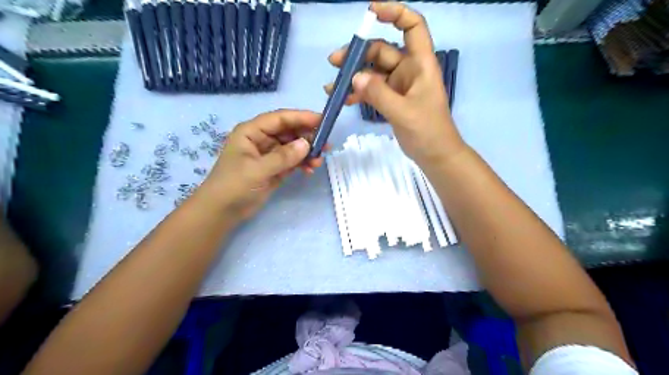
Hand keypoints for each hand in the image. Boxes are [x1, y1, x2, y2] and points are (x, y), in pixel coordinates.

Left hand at [199, 109, 323, 219]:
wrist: (222, 212)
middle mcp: (261, 139)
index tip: (322, 120)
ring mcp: (269, 155)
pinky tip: (310, 170)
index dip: (301, 117)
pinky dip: (302, 164)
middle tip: (326, 145)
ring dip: (307, 152)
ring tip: (319, 162)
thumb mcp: (257, 170)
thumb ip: (283, 157)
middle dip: (307, 137)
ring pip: (293, 147)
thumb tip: (307, 145)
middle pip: (289, 131)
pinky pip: (293, 161)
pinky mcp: (275, 169)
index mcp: (252, 131)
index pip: (280, 118)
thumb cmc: (233, 186)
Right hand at [329, 1, 465, 165]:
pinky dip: (358, 93)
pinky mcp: (391, 100)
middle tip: (334, 62)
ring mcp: (399, 86)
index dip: (395, 13)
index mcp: (420, 64)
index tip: (371, 12)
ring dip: (353, 76)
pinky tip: (343, 99)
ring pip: (373, 72)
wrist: (435, 155)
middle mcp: (409, 70)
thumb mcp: (403, 112)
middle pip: (382, 50)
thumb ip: (379, 94)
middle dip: (358, 54)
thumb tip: (354, 77)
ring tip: (332, 86)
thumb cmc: (428, 131)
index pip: (412, 27)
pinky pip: (372, 90)